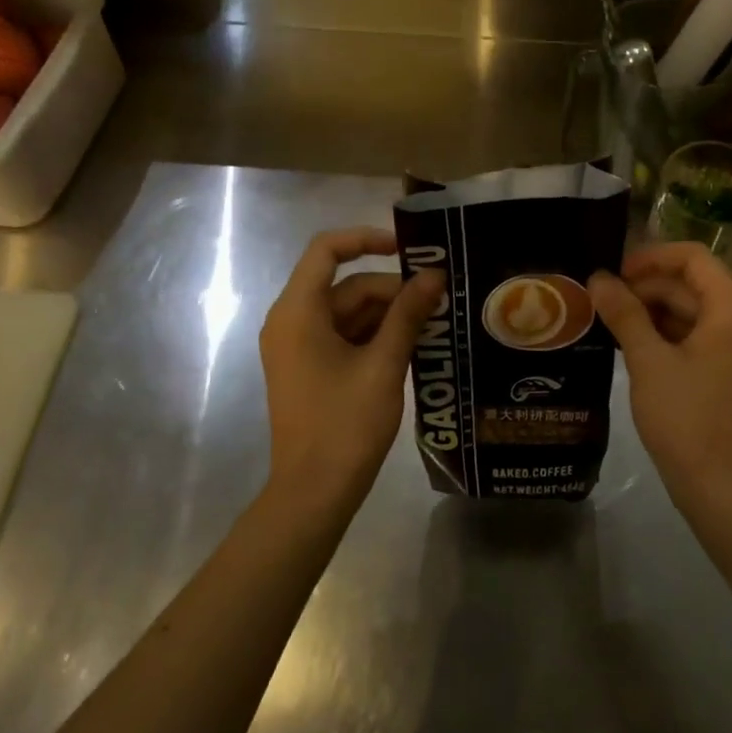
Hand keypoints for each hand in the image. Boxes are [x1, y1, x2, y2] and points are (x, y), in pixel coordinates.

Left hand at [259, 228, 443, 518]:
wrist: (314, 492)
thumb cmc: (345, 424)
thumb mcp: (384, 364)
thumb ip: (408, 314)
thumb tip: (434, 276)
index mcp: (298, 312)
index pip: (326, 250)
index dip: (367, 239)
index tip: (410, 250)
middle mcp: (292, 321)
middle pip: (346, 285)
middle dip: (392, 289)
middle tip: (439, 300)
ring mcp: (299, 347)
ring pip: (349, 312)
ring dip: (389, 314)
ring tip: (434, 322)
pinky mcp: (310, 369)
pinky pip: (345, 336)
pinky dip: (376, 336)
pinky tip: (413, 344)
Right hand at [589, 242, 731, 513]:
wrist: (720, 485)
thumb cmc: (687, 417)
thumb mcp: (648, 360)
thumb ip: (624, 313)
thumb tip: (597, 277)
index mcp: (730, 307)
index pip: (692, 257)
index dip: (650, 258)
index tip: (613, 274)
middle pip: (687, 283)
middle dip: (643, 287)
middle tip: (598, 300)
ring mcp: (730, 346)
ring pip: (685, 310)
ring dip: (647, 311)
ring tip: (603, 321)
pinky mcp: (720, 369)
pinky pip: (687, 335)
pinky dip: (658, 334)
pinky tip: (623, 344)